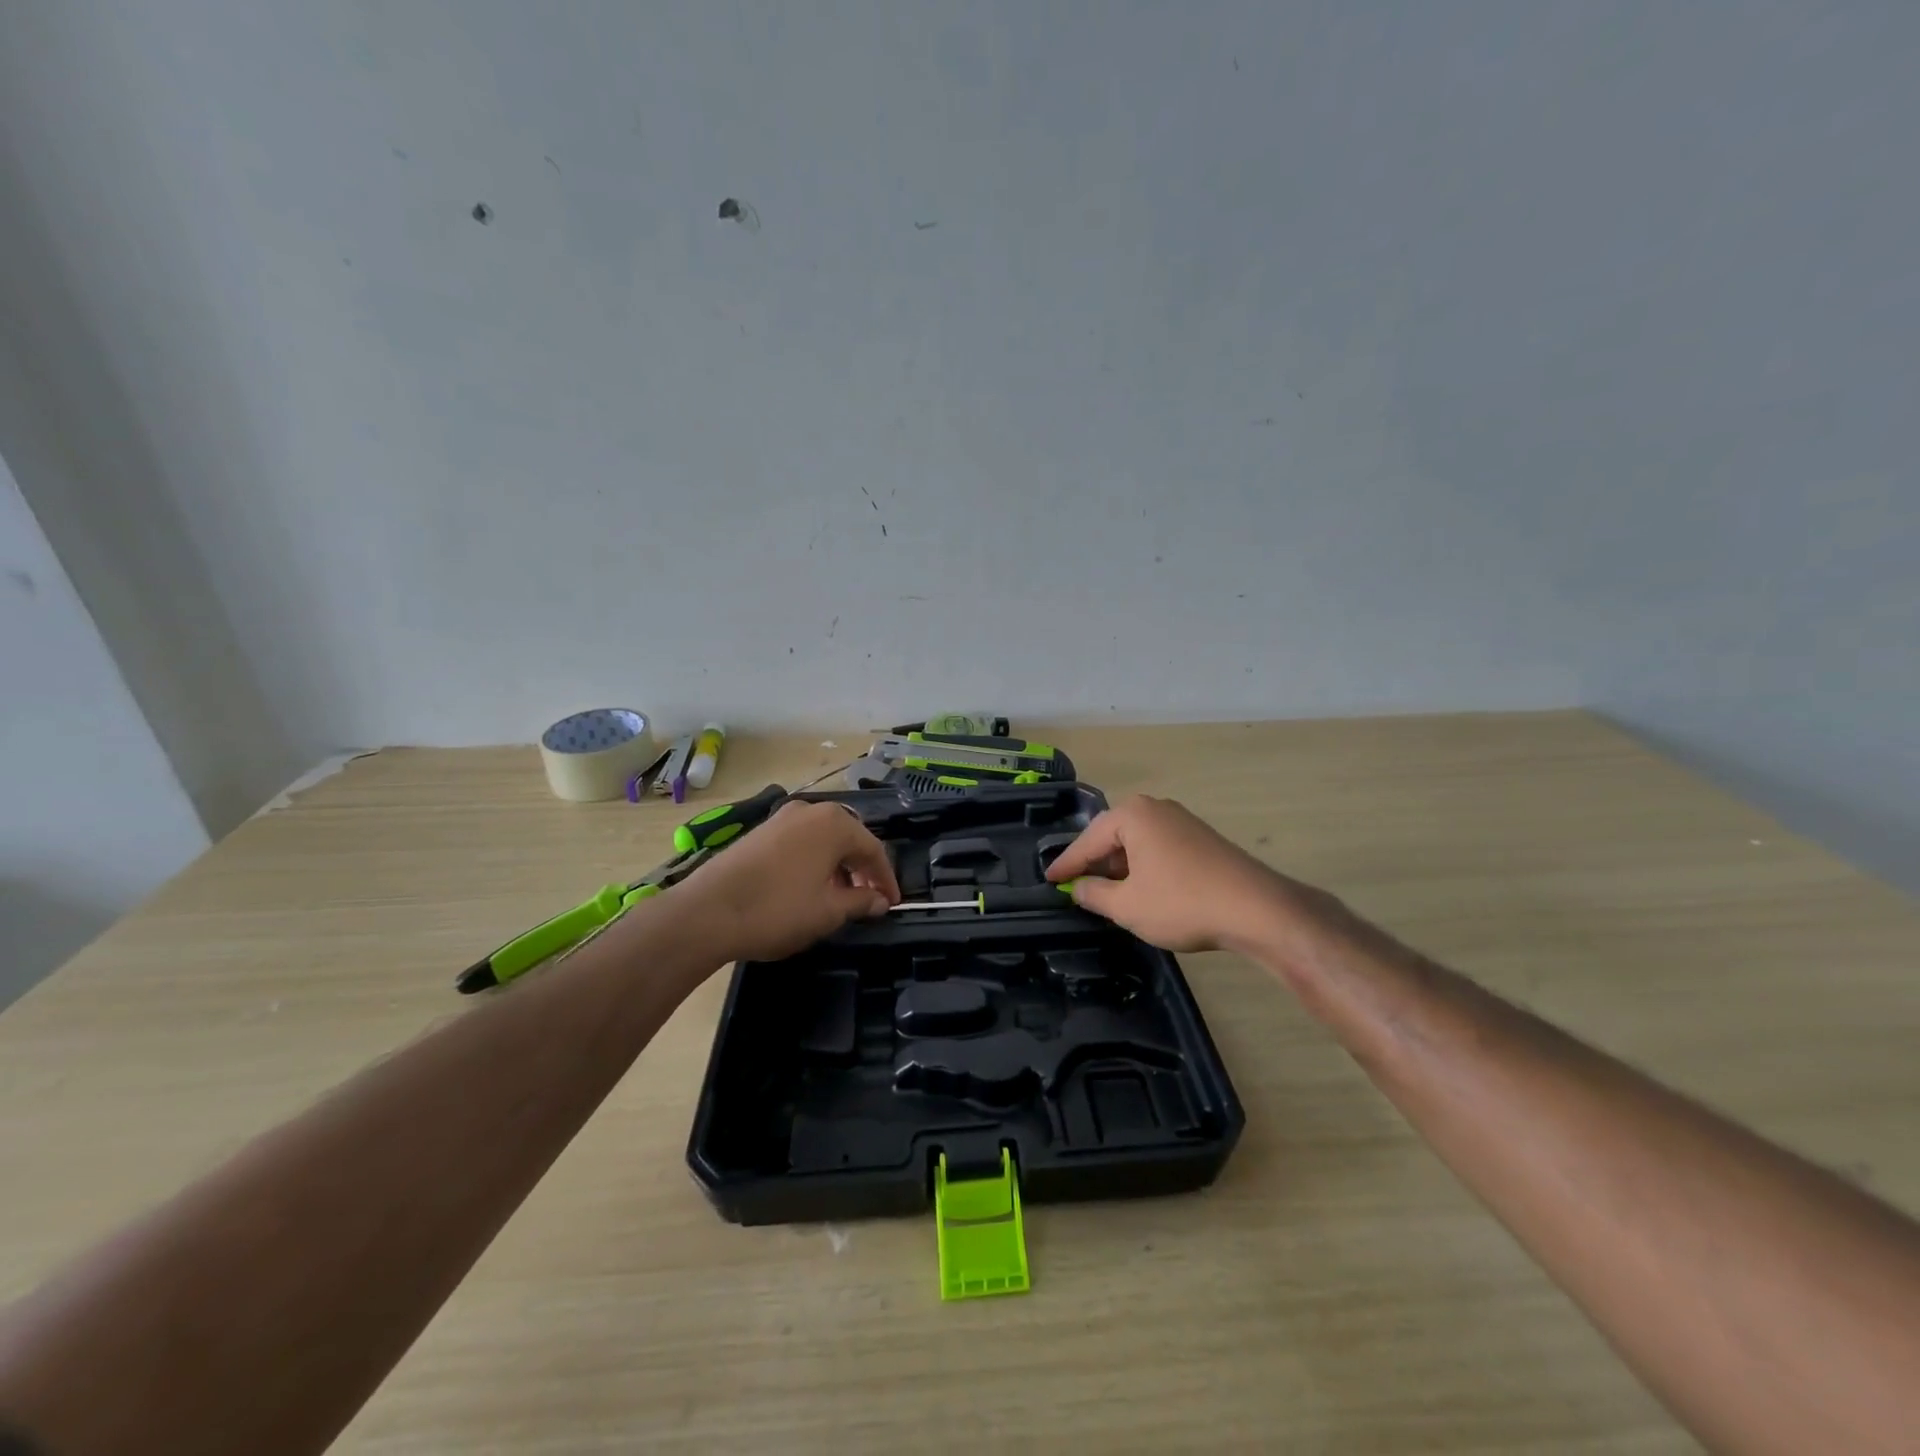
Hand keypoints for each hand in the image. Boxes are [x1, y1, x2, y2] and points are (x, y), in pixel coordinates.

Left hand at [672, 799, 900, 963]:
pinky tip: (808, 888)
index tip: (892, 904)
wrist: (706, 912)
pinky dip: (813, 862)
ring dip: (837, 866)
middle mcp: (809, 811)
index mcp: (834, 824)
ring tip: (839, 898)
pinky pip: (800, 842)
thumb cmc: (777, 910)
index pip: (874, 849)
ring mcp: (781, 818)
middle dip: (862, 869)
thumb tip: (879, 900)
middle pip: (849, 839)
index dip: (886, 879)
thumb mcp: (828, 911)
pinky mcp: (759, 832)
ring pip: (822, 840)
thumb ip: (860, 902)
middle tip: (868, 900)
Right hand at [1045, 794, 1294, 952]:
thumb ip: (1094, 894)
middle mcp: (1156, 808)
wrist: (1257, 909)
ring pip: (1136, 842)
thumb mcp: (1127, 906)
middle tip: (1075, 886)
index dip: (1066, 864)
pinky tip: (1142, 889)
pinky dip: (1143, 866)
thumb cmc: (1182, 903)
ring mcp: (1182, 820)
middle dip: (1094, 862)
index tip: (1048, 879)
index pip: (1088, 840)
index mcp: (1133, 815)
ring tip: (1106, 892)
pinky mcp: (1201, 838)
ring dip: (1119, 866)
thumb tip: (1078, 887)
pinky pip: (1158, 847)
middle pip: (1112, 836)